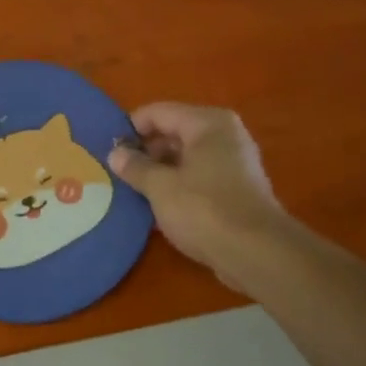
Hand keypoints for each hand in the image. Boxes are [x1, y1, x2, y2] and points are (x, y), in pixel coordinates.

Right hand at [108, 103, 287, 287]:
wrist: (257, 253)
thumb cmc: (204, 210)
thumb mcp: (160, 187)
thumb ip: (135, 167)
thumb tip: (115, 154)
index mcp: (207, 123)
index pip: (158, 112)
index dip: (130, 128)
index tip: (108, 150)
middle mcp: (224, 135)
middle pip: (173, 132)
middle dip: (145, 151)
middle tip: (117, 171)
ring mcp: (233, 162)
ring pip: (185, 157)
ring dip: (159, 170)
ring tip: (132, 188)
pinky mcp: (236, 188)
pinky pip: (198, 176)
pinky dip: (177, 184)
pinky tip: (157, 204)